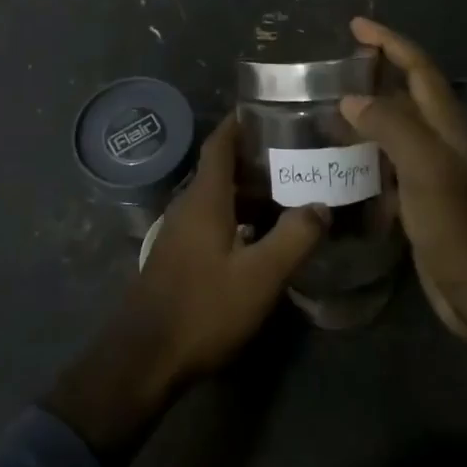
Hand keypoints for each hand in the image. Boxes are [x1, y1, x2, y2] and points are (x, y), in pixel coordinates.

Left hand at [44, 114, 328, 464]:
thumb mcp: (259, 276)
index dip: (239, 122)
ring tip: (290, 190)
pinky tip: (263, 233)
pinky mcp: (180, 256)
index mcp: (205, 198)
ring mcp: (181, 232)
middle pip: (222, 168)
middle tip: (298, 153)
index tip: (268, 110)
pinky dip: (239, 216)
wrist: (145, 357)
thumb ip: (294, 237)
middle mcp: (189, 206)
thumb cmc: (203, 308)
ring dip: (250, 190)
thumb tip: (321, 205)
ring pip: (219, 197)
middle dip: (256, 158)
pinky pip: (213, 220)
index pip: (220, 143)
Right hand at [339, 17, 466, 348]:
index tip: (355, 26)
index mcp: (450, 127)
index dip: (390, 43)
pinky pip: (387, 163)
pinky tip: (338, 157)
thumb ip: (392, 127)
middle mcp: (442, 142)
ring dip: (365, 112)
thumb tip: (351, 98)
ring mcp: (432, 172)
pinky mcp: (419, 200)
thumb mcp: (428, 171)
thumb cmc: (461, 229)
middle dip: (375, 72)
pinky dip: (363, 152)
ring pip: (394, 128)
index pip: (419, 69)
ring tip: (325, 105)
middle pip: (407, 93)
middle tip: (334, 64)